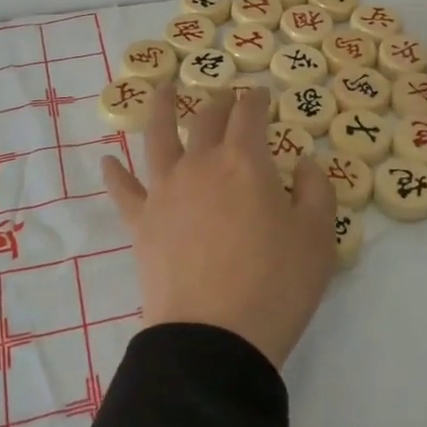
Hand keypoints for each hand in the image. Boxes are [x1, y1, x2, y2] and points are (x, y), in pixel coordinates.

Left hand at [102, 83, 338, 368]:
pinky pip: (123, 190)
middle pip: (206, 119)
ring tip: (161, 90)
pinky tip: (108, 161)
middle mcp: (200, 164)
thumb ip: (316, 190)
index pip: (249, 114)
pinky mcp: (141, 222)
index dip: (256, 99)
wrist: (215, 336)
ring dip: (160, 108)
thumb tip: (303, 163)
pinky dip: (114, 173)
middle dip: (219, 102)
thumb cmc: (276, 284)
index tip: (261, 93)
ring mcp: (165, 191)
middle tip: (226, 97)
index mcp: (245, 161)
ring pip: (157, 137)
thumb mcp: (319, 236)